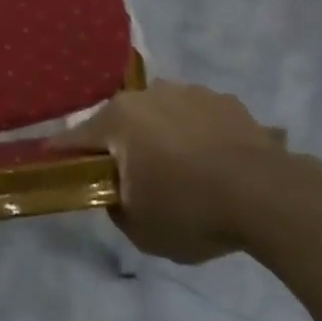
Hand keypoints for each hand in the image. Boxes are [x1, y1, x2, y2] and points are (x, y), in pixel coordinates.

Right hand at [54, 82, 308, 263]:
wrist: (266, 194)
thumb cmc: (191, 210)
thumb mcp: (140, 228)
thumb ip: (116, 206)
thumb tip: (117, 192)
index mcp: (118, 119)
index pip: (76, 139)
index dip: (63, 156)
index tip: (55, 166)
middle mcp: (148, 94)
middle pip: (122, 122)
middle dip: (123, 146)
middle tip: (135, 180)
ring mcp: (189, 92)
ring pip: (162, 115)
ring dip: (163, 137)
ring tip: (184, 173)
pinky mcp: (225, 100)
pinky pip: (199, 118)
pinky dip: (200, 136)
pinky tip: (217, 166)